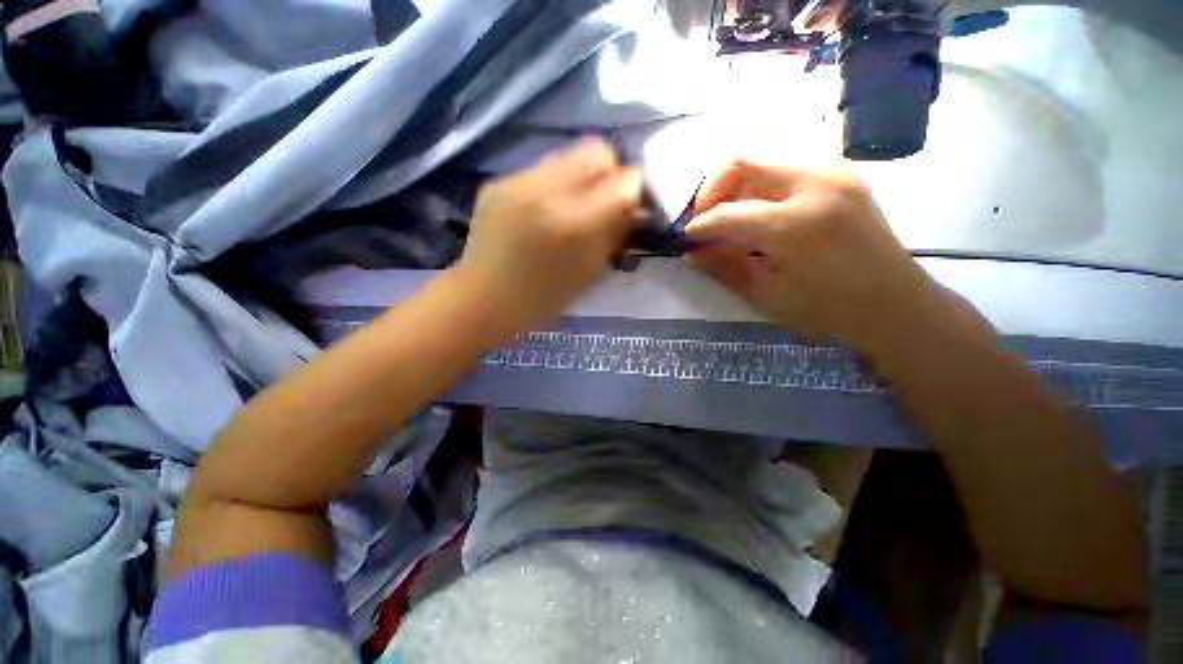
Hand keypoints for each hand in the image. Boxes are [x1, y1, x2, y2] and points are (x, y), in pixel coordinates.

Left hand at [453, 138, 642, 333]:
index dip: (635, 190)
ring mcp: (516, 181)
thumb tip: (635, 207)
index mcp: (571, 222)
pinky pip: (542, 169)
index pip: (624, 180)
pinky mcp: (498, 181)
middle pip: (598, 150)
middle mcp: (545, 190)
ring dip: (582, 176)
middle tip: (606, 202)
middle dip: (611, 173)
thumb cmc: (541, 299)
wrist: (481, 300)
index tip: (633, 205)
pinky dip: (555, 184)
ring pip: (569, 154)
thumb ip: (615, 233)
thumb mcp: (589, 272)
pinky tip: (545, 210)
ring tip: (575, 205)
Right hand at [685, 159, 949, 352]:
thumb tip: (691, 254)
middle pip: (743, 161)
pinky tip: (759, 206)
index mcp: (795, 226)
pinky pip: (788, 162)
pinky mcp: (843, 172)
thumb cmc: (827, 309)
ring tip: (728, 212)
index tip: (687, 237)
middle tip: (704, 217)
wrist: (894, 303)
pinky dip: (762, 179)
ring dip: (736, 181)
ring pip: (764, 156)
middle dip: (712, 189)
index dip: (700, 225)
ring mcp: (834, 171)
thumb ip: (725, 268)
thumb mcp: (766, 296)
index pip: (728, 213)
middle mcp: (816, 184)